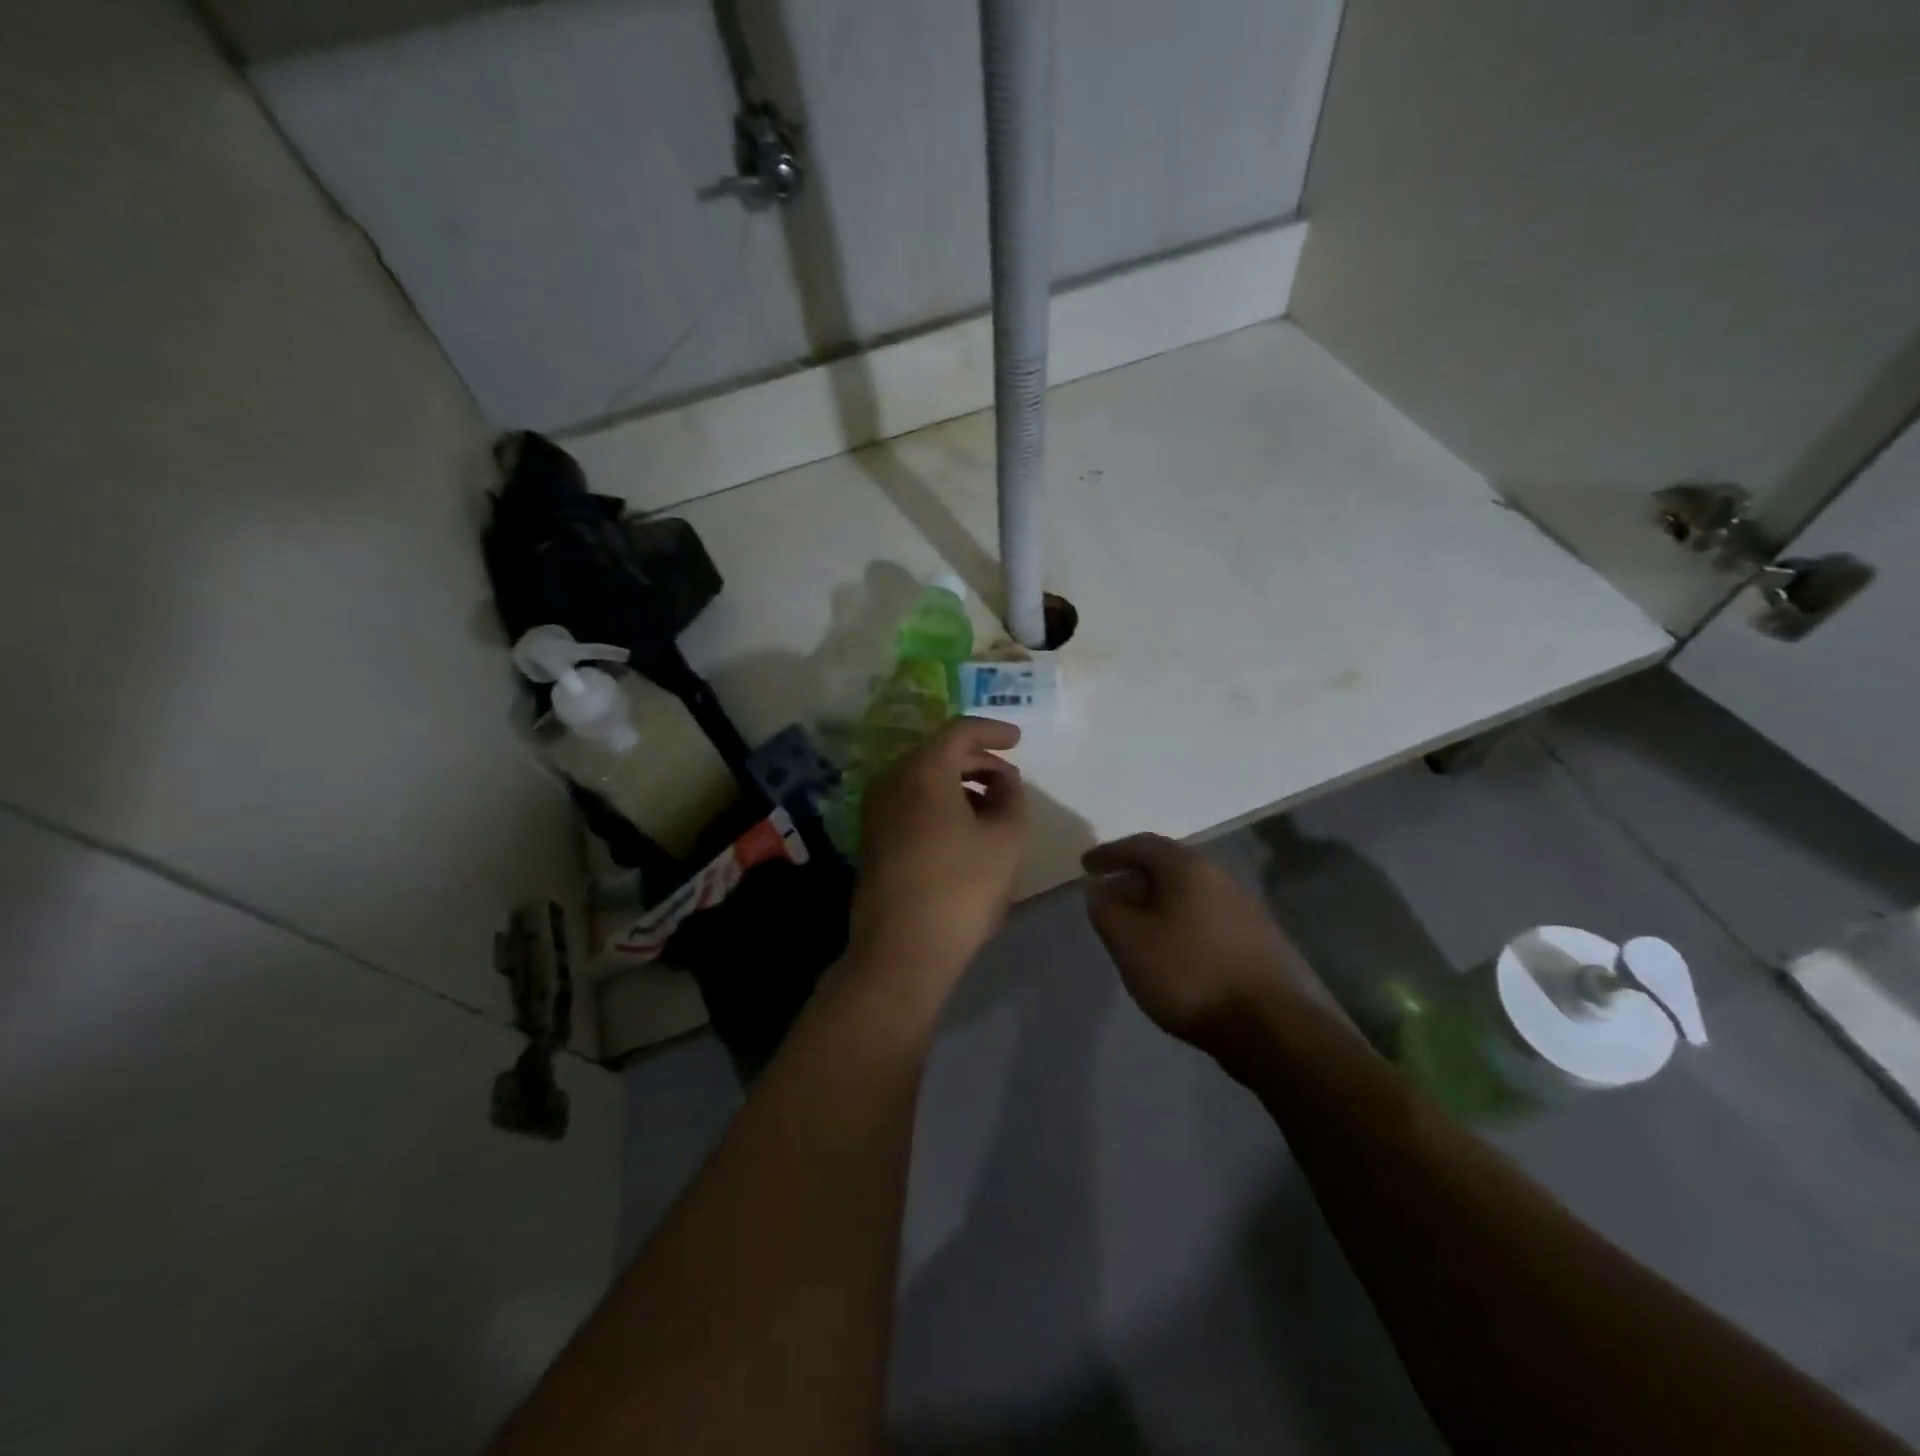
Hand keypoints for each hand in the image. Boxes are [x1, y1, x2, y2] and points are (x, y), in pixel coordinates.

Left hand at [849, 717, 1028, 992]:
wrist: (902, 950)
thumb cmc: (961, 887)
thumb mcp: (1006, 839)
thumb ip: (1011, 797)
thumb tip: (1003, 781)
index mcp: (923, 770)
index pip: (960, 731)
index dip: (993, 731)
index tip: (1018, 740)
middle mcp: (891, 780)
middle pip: (938, 753)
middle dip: (977, 760)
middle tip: (1009, 778)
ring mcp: (875, 810)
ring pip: (922, 779)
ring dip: (959, 783)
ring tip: (992, 806)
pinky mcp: (872, 838)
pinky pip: (909, 802)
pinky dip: (939, 802)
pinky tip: (963, 829)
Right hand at [1083, 834, 1327, 1054]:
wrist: (1272, 1027)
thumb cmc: (1190, 974)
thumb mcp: (1131, 943)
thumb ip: (1107, 911)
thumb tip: (1098, 890)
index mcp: (1188, 868)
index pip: (1142, 845)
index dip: (1110, 853)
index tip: (1085, 866)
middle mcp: (1220, 877)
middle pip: (1168, 867)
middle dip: (1133, 879)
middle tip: (1108, 900)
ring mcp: (1245, 908)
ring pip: (1189, 894)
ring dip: (1158, 904)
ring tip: (1136, 928)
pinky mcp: (1259, 940)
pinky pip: (1207, 917)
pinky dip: (1181, 923)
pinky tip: (1173, 951)